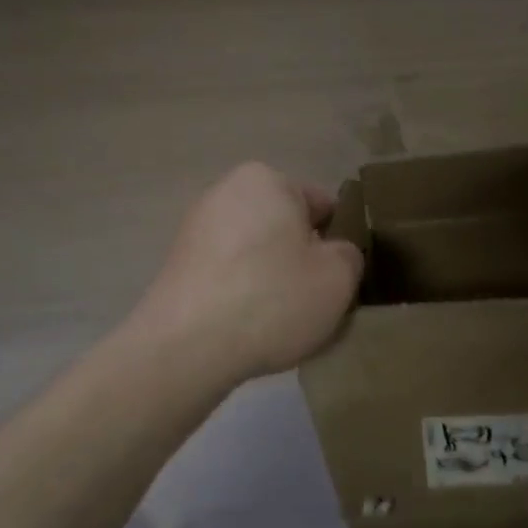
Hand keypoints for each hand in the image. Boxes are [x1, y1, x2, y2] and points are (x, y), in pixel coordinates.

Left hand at [131, 163, 363, 382]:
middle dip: (303, 260)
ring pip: (258, 254)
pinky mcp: (178, 265)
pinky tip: (251, 328)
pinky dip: (244, 295)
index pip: (323, 206)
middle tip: (317, 302)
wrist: (186, 348)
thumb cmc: (272, 299)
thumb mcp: (339, 277)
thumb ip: (350, 255)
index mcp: (267, 180)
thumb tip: (334, 254)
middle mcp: (227, 192)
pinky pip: (230, 276)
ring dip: (274, 280)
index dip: (340, 243)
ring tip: (282, 321)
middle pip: (287, 228)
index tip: (342, 279)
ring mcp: (196, 229)